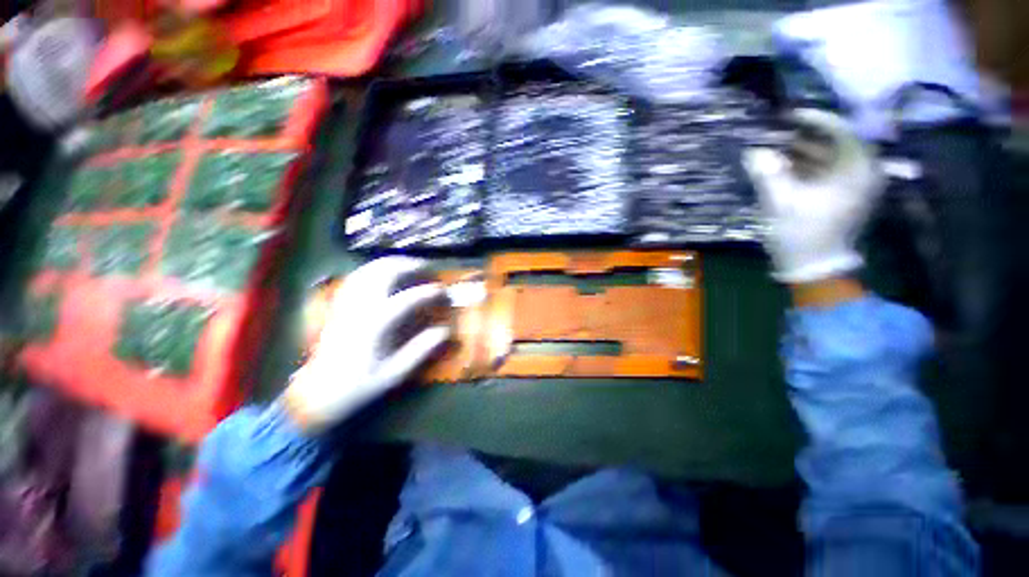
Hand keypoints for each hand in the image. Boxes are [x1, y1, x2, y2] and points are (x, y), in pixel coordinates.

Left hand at [283, 257, 450, 432]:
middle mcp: (360, 307)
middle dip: (410, 266)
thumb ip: (421, 350)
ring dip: (394, 263)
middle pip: (385, 272)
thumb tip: (445, 331)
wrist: (318, 392)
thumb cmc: (359, 384)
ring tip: (412, 266)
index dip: (428, 292)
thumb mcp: (394, 373)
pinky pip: (358, 275)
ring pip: (370, 269)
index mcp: (375, 325)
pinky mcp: (340, 303)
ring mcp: (347, 302)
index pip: (406, 299)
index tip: (443, 291)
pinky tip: (387, 272)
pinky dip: (376, 268)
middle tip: (429, 270)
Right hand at [743, 109, 882, 283]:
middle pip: (836, 142)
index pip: (842, 130)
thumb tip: (754, 152)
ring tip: (775, 148)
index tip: (787, 116)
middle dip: (805, 136)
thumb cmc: (801, 234)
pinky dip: (806, 166)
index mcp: (857, 170)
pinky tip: (784, 166)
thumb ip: (768, 173)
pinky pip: (827, 170)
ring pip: (831, 156)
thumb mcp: (781, 202)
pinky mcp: (845, 195)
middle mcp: (864, 172)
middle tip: (776, 132)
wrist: (814, 267)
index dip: (814, 120)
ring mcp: (855, 184)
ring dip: (803, 151)